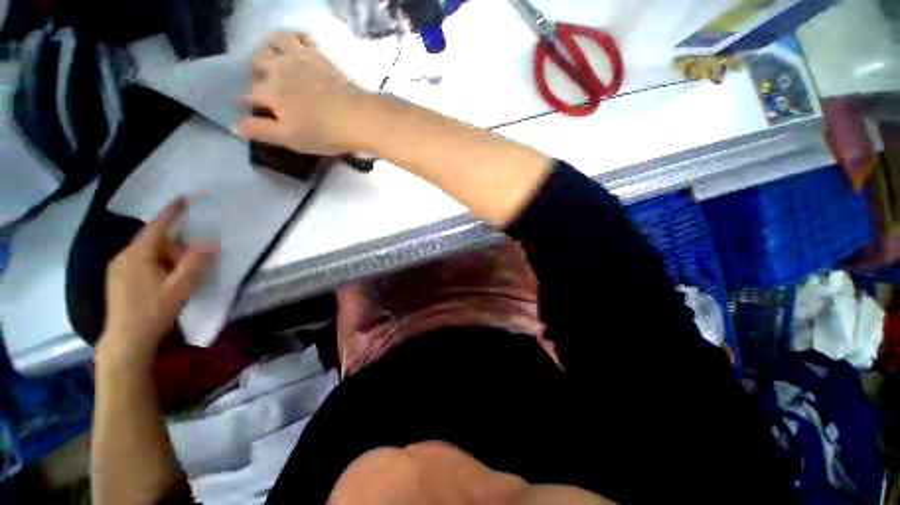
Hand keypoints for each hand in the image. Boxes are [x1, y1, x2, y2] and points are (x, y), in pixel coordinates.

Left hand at [98, 198, 218, 367]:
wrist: (125, 340)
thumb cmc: (153, 312)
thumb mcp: (179, 288)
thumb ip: (195, 263)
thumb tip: (212, 243)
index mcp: (138, 255)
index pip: (158, 227)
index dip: (172, 212)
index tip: (184, 198)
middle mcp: (124, 256)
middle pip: (155, 242)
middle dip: (175, 250)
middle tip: (188, 270)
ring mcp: (117, 267)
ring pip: (147, 253)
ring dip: (166, 260)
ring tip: (175, 281)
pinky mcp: (116, 278)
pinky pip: (140, 262)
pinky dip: (155, 265)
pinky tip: (160, 284)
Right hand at [234, 32, 363, 155]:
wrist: (358, 118)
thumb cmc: (324, 133)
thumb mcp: (290, 139)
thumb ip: (261, 131)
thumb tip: (234, 126)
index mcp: (271, 92)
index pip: (250, 93)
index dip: (245, 99)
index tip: (245, 103)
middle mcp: (281, 68)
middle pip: (259, 60)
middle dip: (255, 70)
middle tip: (262, 81)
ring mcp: (302, 57)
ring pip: (276, 40)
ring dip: (270, 47)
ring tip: (276, 59)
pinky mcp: (322, 55)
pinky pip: (303, 36)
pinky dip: (296, 38)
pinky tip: (298, 46)